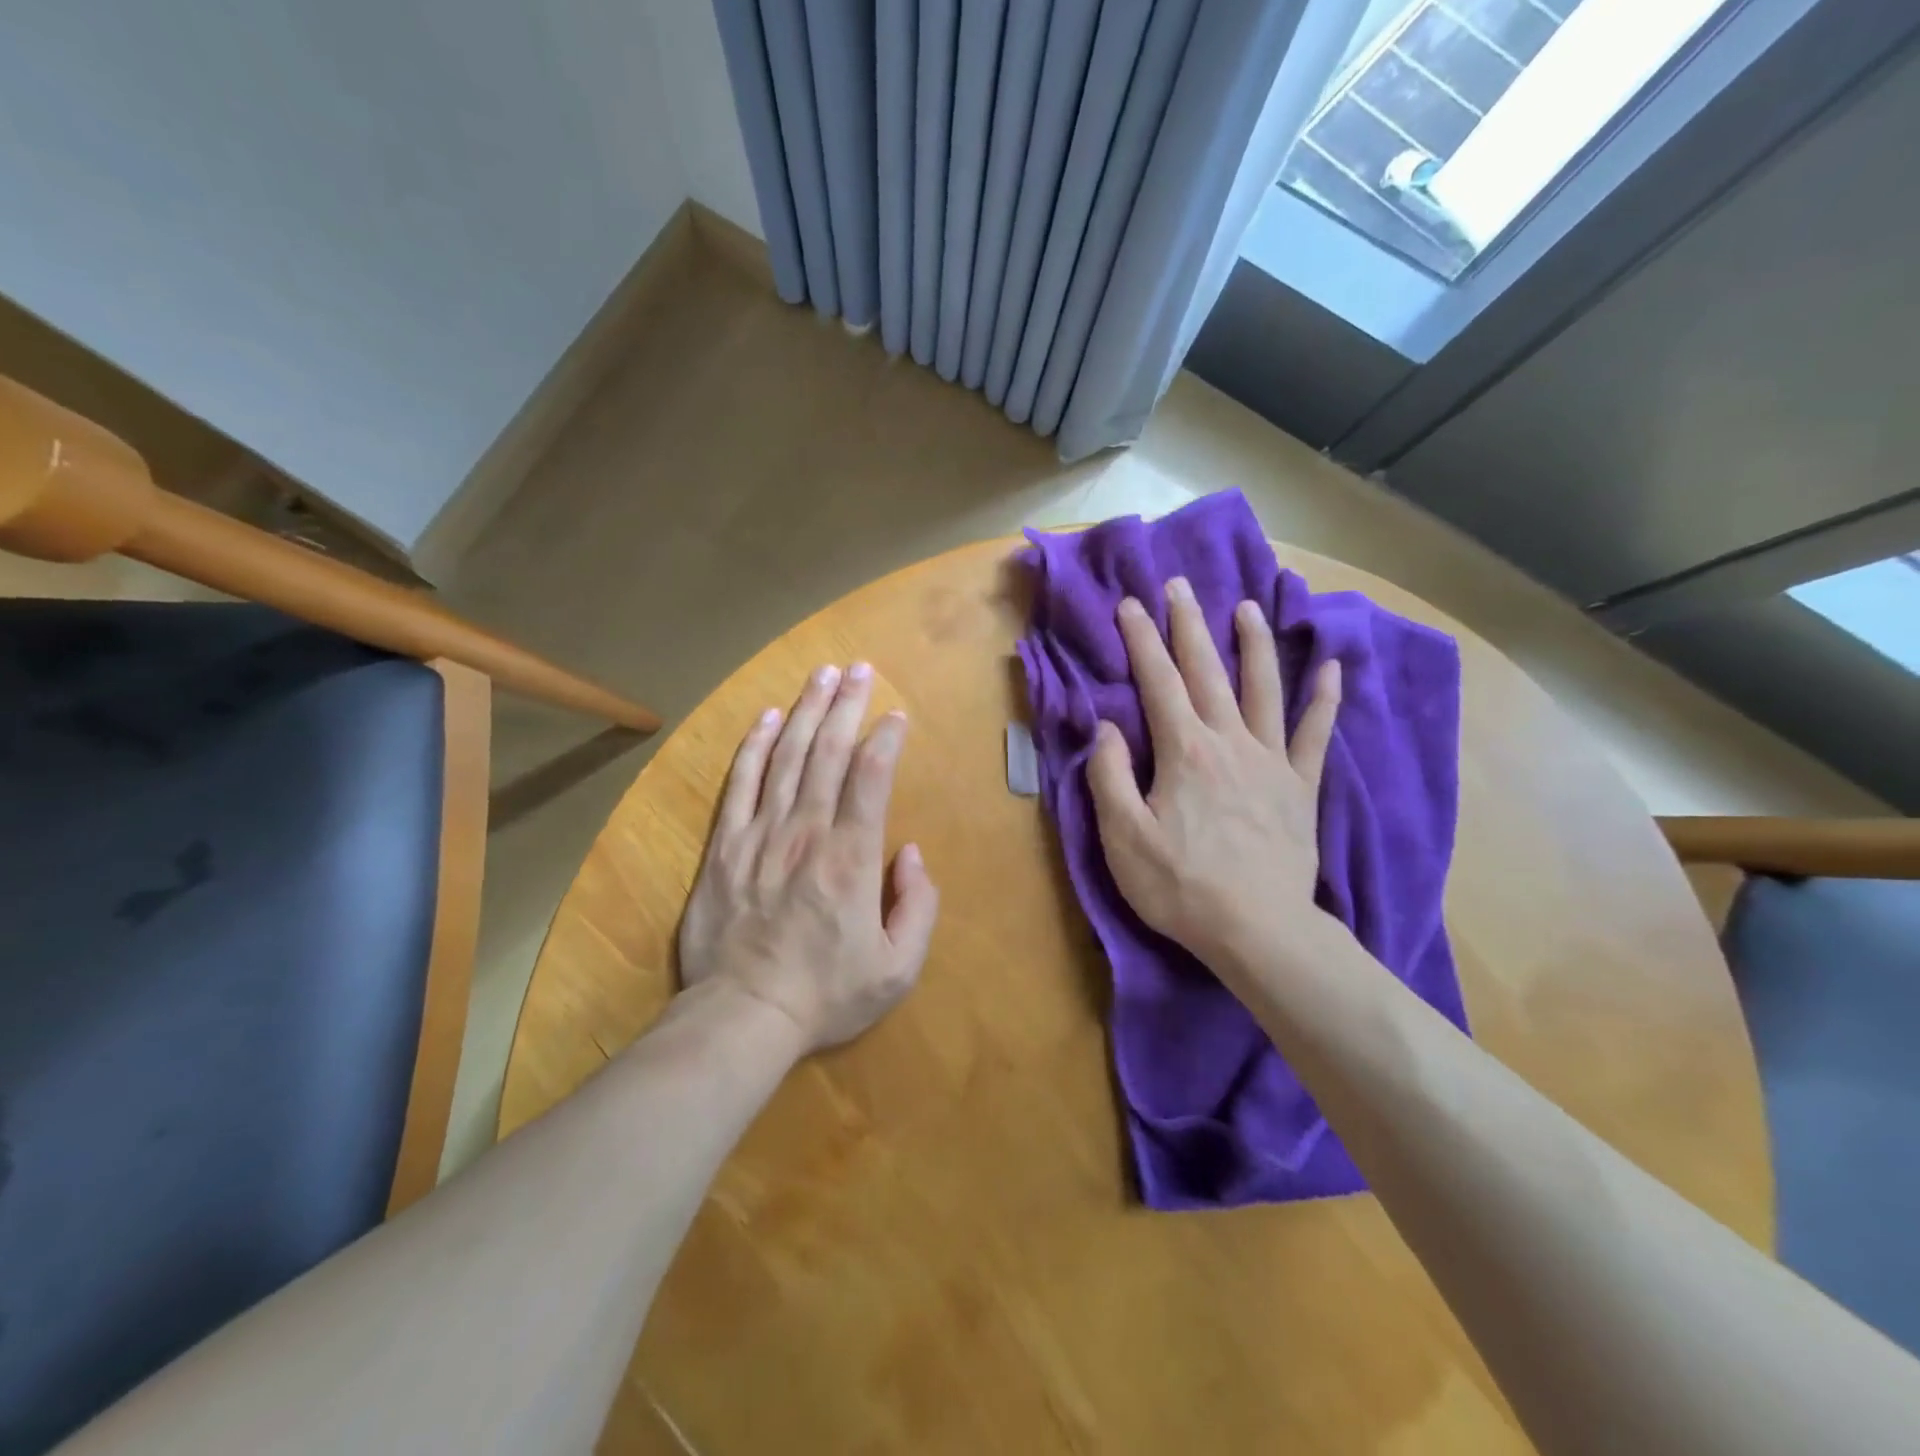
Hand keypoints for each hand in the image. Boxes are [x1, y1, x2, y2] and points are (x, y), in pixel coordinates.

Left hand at [677, 662, 939, 1054]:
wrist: (743, 1017)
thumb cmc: (826, 995)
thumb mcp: (897, 968)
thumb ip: (917, 905)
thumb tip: (910, 852)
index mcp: (852, 858)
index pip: (871, 778)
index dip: (885, 738)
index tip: (896, 715)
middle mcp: (807, 832)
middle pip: (829, 753)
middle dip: (846, 705)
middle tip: (857, 668)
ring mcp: (760, 835)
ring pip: (786, 758)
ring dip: (806, 711)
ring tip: (820, 675)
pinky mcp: (725, 847)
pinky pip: (740, 785)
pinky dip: (754, 747)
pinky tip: (768, 718)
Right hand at [1087, 577, 1341, 975]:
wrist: (1258, 931)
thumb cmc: (1181, 886)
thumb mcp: (1122, 837)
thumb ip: (1109, 776)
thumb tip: (1105, 726)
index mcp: (1184, 752)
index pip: (1158, 681)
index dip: (1142, 640)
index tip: (1131, 604)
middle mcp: (1229, 741)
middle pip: (1207, 671)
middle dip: (1189, 625)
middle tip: (1180, 586)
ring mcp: (1271, 761)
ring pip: (1263, 689)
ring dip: (1253, 645)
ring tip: (1246, 608)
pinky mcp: (1300, 786)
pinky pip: (1315, 734)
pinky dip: (1324, 699)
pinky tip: (1331, 668)